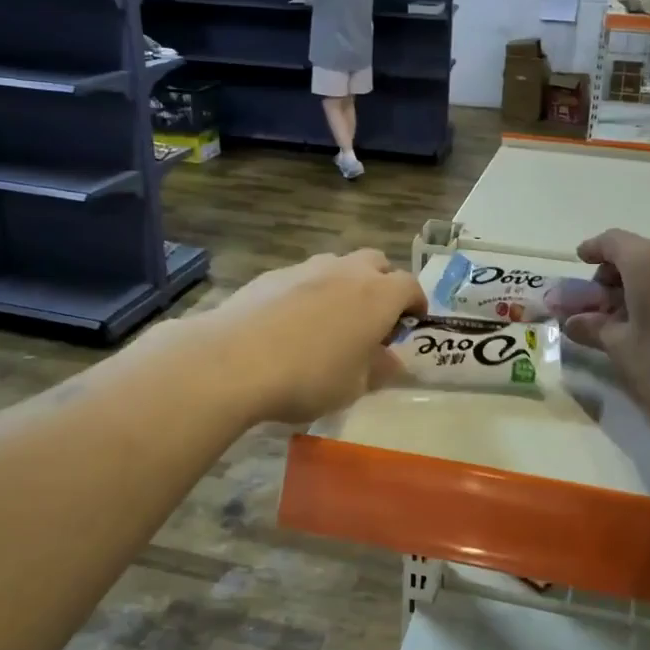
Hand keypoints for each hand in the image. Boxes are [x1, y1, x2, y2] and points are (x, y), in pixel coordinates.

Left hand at [206, 250, 425, 423]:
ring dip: (344, 284)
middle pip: (376, 262)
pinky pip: (303, 277)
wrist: (234, 360)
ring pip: (337, 266)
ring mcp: (307, 268)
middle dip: (382, 284)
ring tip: (331, 320)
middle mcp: (347, 271)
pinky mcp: (272, 275)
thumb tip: (392, 360)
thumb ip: (379, 369)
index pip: (410, 286)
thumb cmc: (308, 377)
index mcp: (378, 296)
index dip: (415, 303)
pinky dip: (308, 292)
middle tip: (374, 317)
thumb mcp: (353, 386)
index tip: (411, 323)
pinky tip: (291, 323)